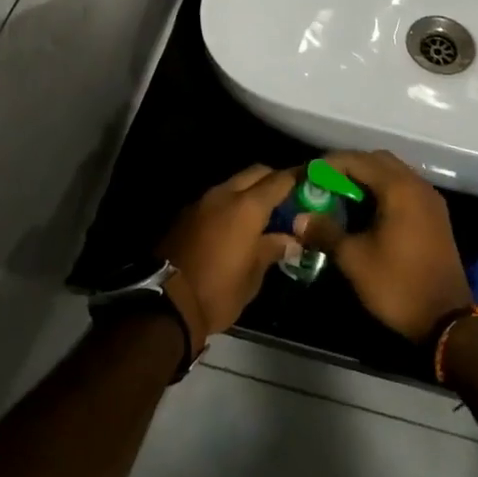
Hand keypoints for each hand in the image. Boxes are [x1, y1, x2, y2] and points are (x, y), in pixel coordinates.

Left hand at [157, 165, 296, 343]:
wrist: (165, 303)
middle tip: (289, 200)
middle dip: (274, 180)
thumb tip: (292, 239)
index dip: (298, 179)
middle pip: (256, 173)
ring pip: (234, 183)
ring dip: (250, 191)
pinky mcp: (186, 214)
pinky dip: (231, 204)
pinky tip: (237, 226)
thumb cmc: (218, 291)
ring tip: (264, 215)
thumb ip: (273, 248)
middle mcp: (224, 194)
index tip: (312, 183)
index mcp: (247, 206)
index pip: (280, 180)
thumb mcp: (253, 275)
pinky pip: (216, 199)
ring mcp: (202, 201)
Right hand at [295, 150, 473, 341]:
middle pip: (378, 160)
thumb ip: (326, 231)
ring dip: (367, 178)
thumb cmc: (397, 285)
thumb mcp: (354, 259)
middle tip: (325, 184)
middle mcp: (417, 185)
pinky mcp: (436, 215)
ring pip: (393, 173)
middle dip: (349, 167)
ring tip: (342, 197)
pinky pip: (405, 188)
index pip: (358, 160)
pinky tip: (367, 212)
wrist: (446, 320)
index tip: (309, 177)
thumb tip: (300, 219)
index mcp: (399, 189)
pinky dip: (384, 190)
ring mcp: (430, 199)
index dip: (330, 164)